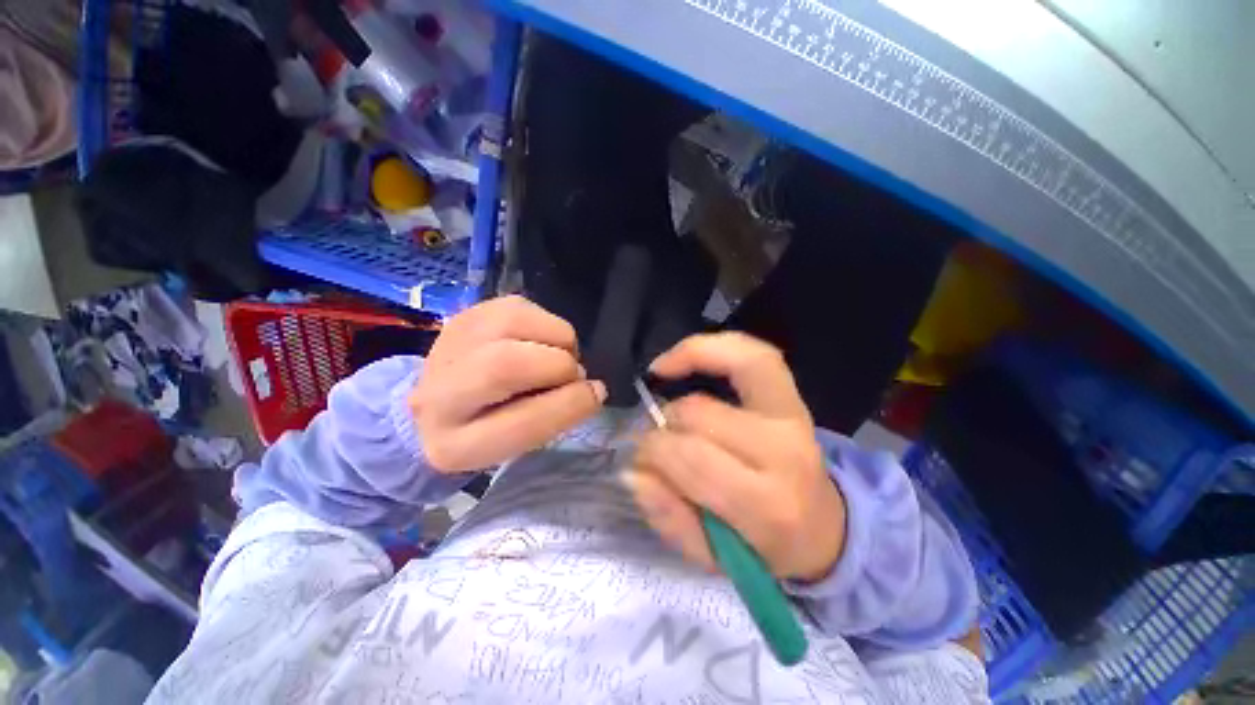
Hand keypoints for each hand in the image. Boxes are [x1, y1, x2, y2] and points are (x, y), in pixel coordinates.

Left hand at [410, 296, 606, 472]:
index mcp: (453, 446)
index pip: (521, 423)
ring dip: (557, 340)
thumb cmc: (489, 428)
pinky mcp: (465, 315)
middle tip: (570, 375)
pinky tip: (538, 342)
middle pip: (508, 364)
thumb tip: (594, 388)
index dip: (569, 405)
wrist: (440, 399)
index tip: (594, 395)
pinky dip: (546, 324)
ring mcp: (448, 345)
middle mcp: (436, 394)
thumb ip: (555, 418)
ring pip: (516, 323)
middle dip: (560, 366)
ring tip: (554, 356)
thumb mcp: (518, 443)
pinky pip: (522, 307)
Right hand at [625, 332, 846, 582]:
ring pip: (728, 370)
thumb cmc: (763, 549)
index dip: (653, 450)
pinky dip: (717, 344)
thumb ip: (669, 518)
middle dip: (662, 424)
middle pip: (700, 413)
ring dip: (685, 368)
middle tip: (653, 437)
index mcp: (767, 505)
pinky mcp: (792, 398)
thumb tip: (632, 471)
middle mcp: (784, 452)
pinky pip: (753, 353)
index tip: (639, 457)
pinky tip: (688, 353)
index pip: (692, 457)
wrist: (823, 530)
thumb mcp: (711, 557)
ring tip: (662, 375)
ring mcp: (793, 416)